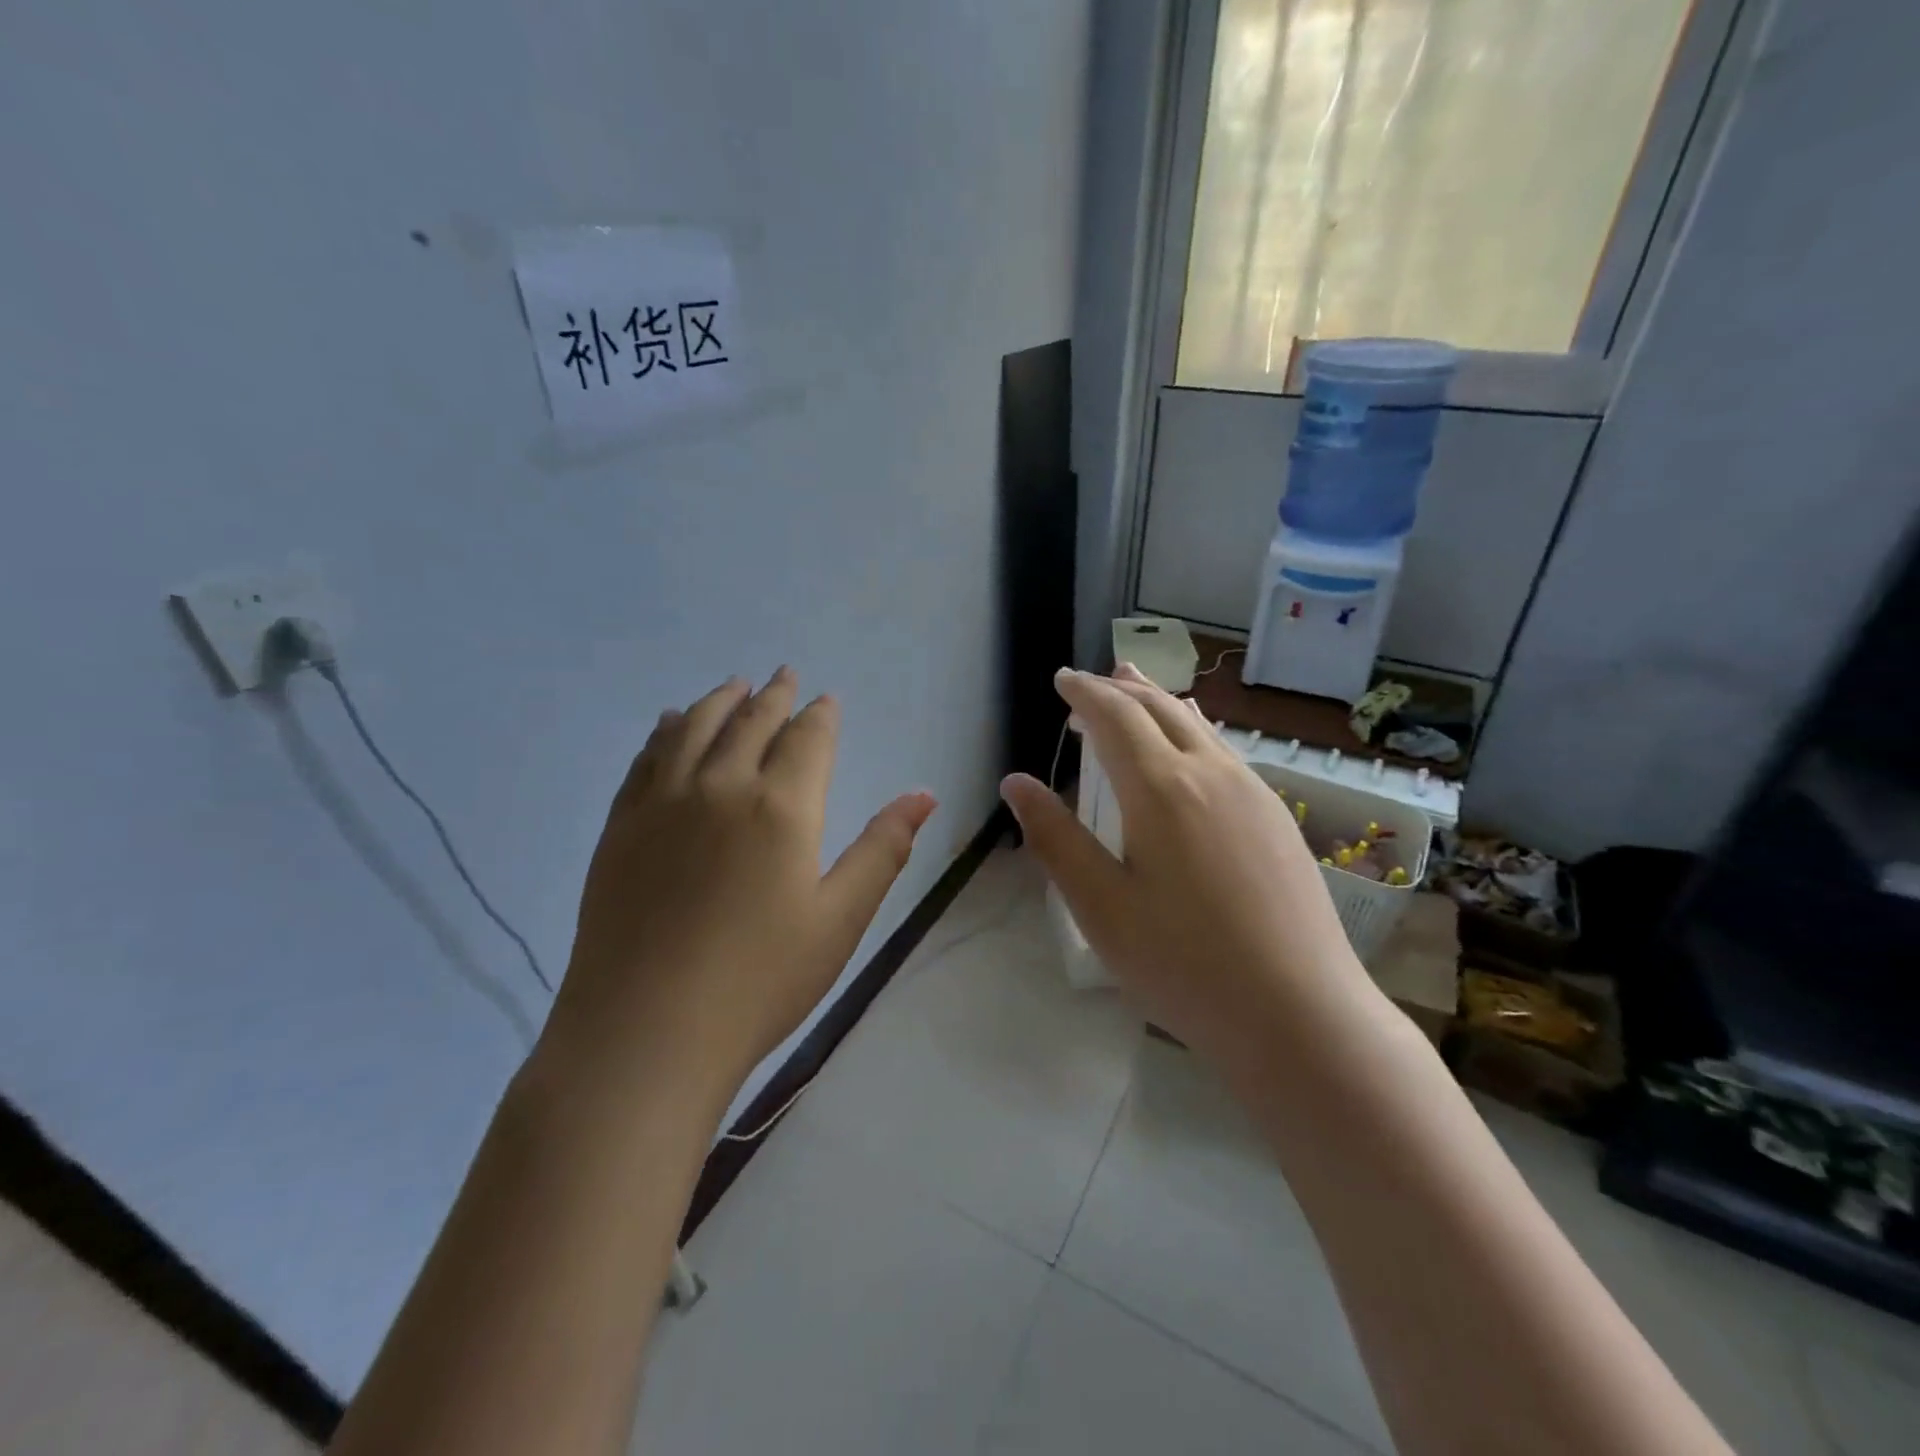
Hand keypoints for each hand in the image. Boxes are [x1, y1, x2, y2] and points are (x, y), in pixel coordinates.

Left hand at [549, 668, 936, 1106]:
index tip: (827, 699)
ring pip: (694, 726)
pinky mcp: (622, 825)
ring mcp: (663, 801)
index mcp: (782, 806)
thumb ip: (882, 849)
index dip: (821, 715)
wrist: (645, 1031)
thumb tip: (924, 795)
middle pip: (751, 721)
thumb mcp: (840, 919)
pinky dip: (666, 730)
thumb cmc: (760, 981)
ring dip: (719, 700)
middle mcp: (721, 785)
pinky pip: (647, 757)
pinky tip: (671, 723)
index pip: (807, 739)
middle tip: (785, 675)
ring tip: (734, 685)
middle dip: (774, 695)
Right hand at [1001, 664, 1379, 1065]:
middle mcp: (1211, 772)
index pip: (1115, 716)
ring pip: (1198, 725)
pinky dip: (1191, 730)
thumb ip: (1055, 837)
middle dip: (1120, 688)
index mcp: (1161, 788)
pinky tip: (1189, 749)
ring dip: (1158, 703)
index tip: (1062, 680)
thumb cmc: (1184, 964)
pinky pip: (1224, 750)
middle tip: (1090, 683)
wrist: (1300, 1013)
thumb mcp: (1101, 907)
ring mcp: (1253, 791)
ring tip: (1135, 689)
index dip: (1084, 692)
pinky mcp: (1277, 816)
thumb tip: (1016, 782)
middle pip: (1159, 708)